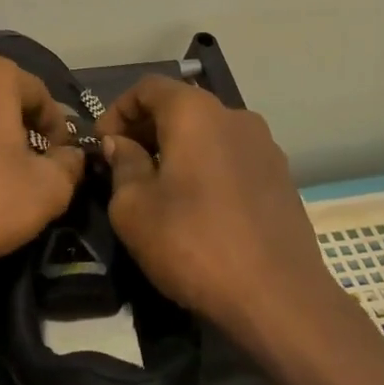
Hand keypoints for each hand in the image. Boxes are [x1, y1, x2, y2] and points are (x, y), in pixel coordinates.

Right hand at [95, 76, 329, 331]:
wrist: (278, 298)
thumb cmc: (193, 244)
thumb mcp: (134, 208)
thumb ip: (122, 165)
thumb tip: (121, 144)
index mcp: (196, 113)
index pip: (148, 87)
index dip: (117, 111)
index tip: (102, 145)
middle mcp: (235, 116)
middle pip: (181, 106)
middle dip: (146, 129)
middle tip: (122, 166)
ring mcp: (265, 146)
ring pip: (208, 132)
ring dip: (177, 149)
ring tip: (158, 187)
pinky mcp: (281, 177)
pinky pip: (231, 156)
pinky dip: (206, 166)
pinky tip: (196, 205)